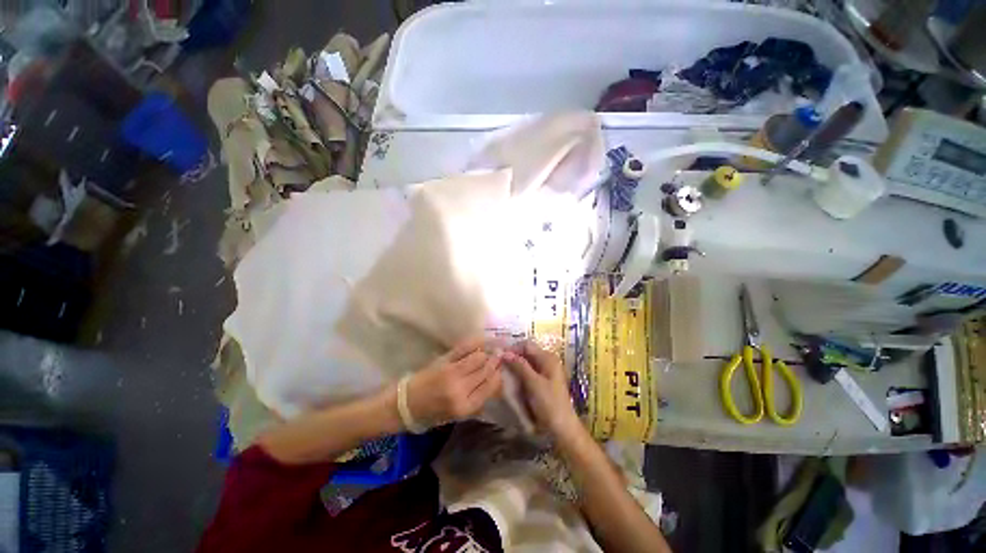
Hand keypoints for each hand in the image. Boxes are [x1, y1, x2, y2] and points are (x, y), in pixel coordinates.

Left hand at [406, 337, 502, 427]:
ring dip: (486, 353)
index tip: (501, 371)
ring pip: (479, 357)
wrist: (405, 404)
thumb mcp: (457, 415)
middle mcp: (461, 389)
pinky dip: (476, 343)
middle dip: (495, 363)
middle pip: (487, 370)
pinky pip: (465, 348)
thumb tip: (495, 384)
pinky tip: (481, 341)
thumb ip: (477, 401)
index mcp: (465, 407)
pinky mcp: (444, 361)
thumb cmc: (432, 413)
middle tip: (499, 356)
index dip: (499, 376)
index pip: (492, 386)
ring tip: (490, 350)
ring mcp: (452, 373)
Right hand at [502, 341, 581, 439]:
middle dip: (512, 357)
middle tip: (498, 364)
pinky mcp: (542, 382)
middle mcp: (547, 361)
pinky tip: (510, 380)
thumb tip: (504, 352)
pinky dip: (519, 374)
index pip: (526, 345)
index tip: (498, 356)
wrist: (562, 428)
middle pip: (526, 353)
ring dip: (514, 366)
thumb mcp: (533, 383)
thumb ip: (520, 366)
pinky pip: (528, 372)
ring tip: (501, 371)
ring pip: (526, 363)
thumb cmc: (549, 404)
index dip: (512, 349)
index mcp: (548, 358)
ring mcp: (545, 371)